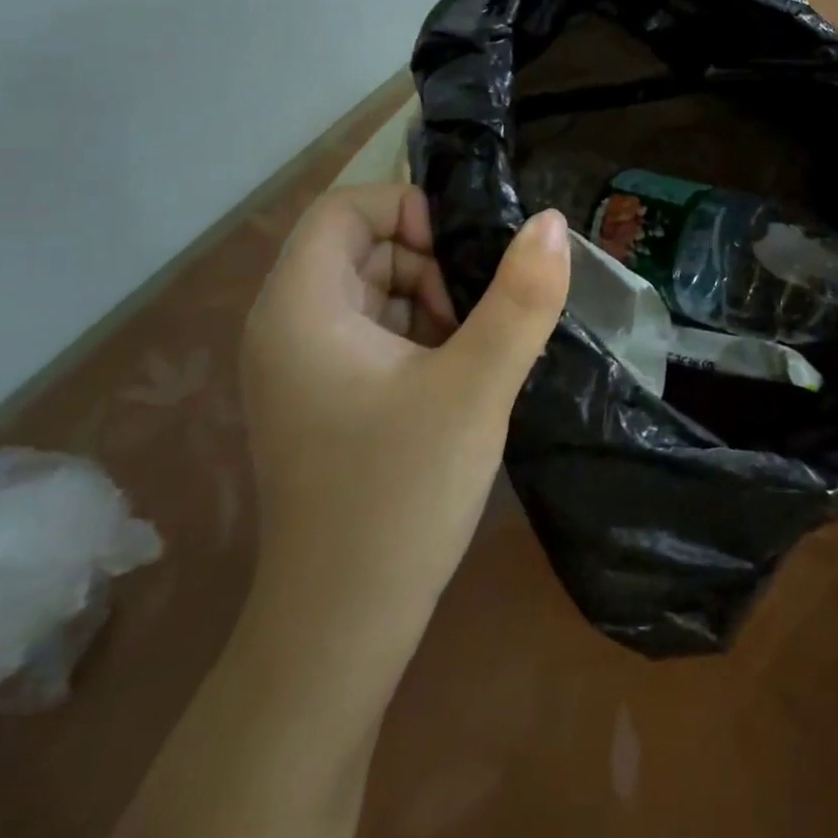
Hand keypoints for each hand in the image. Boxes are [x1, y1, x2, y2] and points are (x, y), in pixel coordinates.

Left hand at [240, 184, 568, 637]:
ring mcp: (303, 368)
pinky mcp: (325, 399)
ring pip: (375, 290)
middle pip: (363, 247)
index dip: (409, 209)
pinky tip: (461, 376)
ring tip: (478, 348)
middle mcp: (287, 327)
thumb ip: (521, 299)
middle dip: (431, 261)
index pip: (346, 207)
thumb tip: (549, 221)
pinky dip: (422, 335)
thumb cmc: (400, 496)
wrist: (342, 629)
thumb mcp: (476, 387)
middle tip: (482, 311)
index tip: (466, 253)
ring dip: (433, 300)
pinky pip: (376, 333)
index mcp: (300, 308)